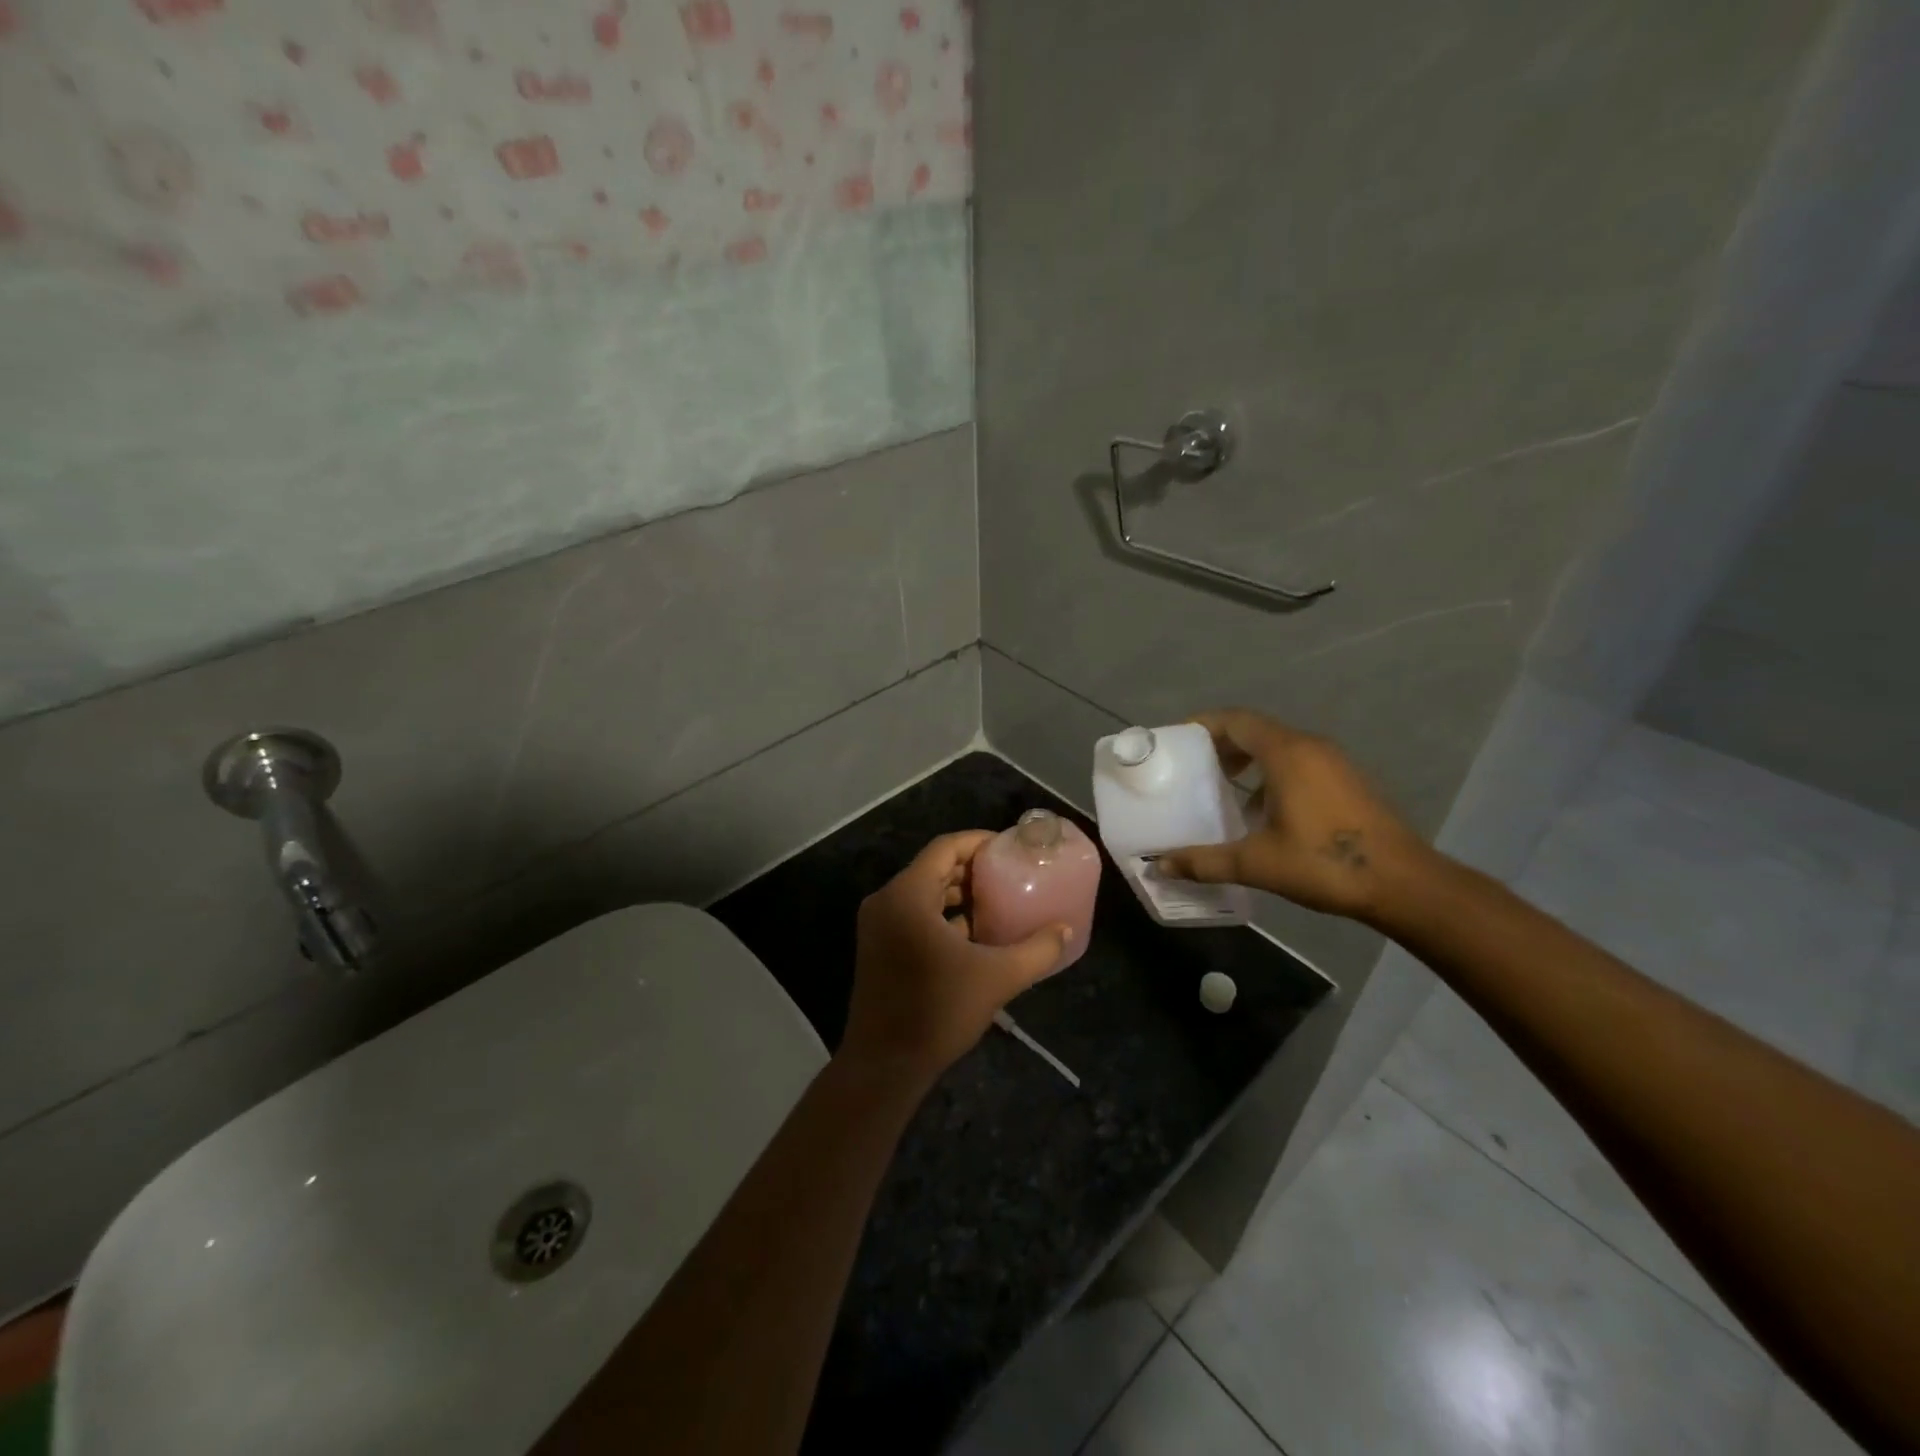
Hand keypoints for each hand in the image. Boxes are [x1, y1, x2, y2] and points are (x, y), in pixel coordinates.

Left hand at [841, 831, 1074, 1086]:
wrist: (885, 1065)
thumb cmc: (938, 1012)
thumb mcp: (996, 978)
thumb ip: (1037, 950)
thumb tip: (1066, 929)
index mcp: (907, 896)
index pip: (945, 848)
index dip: (979, 842)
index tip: (1010, 847)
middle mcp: (887, 901)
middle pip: (934, 867)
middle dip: (972, 868)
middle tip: (1010, 872)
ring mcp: (878, 925)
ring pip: (923, 892)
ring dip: (959, 892)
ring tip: (998, 899)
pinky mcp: (878, 947)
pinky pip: (914, 914)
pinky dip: (942, 914)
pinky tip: (974, 932)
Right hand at [1155, 709, 1433, 922]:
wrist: (1404, 884)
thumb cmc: (1325, 864)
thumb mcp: (1256, 864)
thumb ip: (1204, 861)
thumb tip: (1159, 867)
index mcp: (1287, 754)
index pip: (1236, 720)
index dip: (1202, 724)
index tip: (1177, 741)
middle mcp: (1310, 746)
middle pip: (1256, 729)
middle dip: (1221, 742)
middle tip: (1192, 765)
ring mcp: (1334, 762)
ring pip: (1279, 745)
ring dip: (1248, 757)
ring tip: (1222, 785)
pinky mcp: (1348, 780)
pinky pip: (1299, 760)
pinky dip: (1272, 771)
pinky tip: (1262, 809)